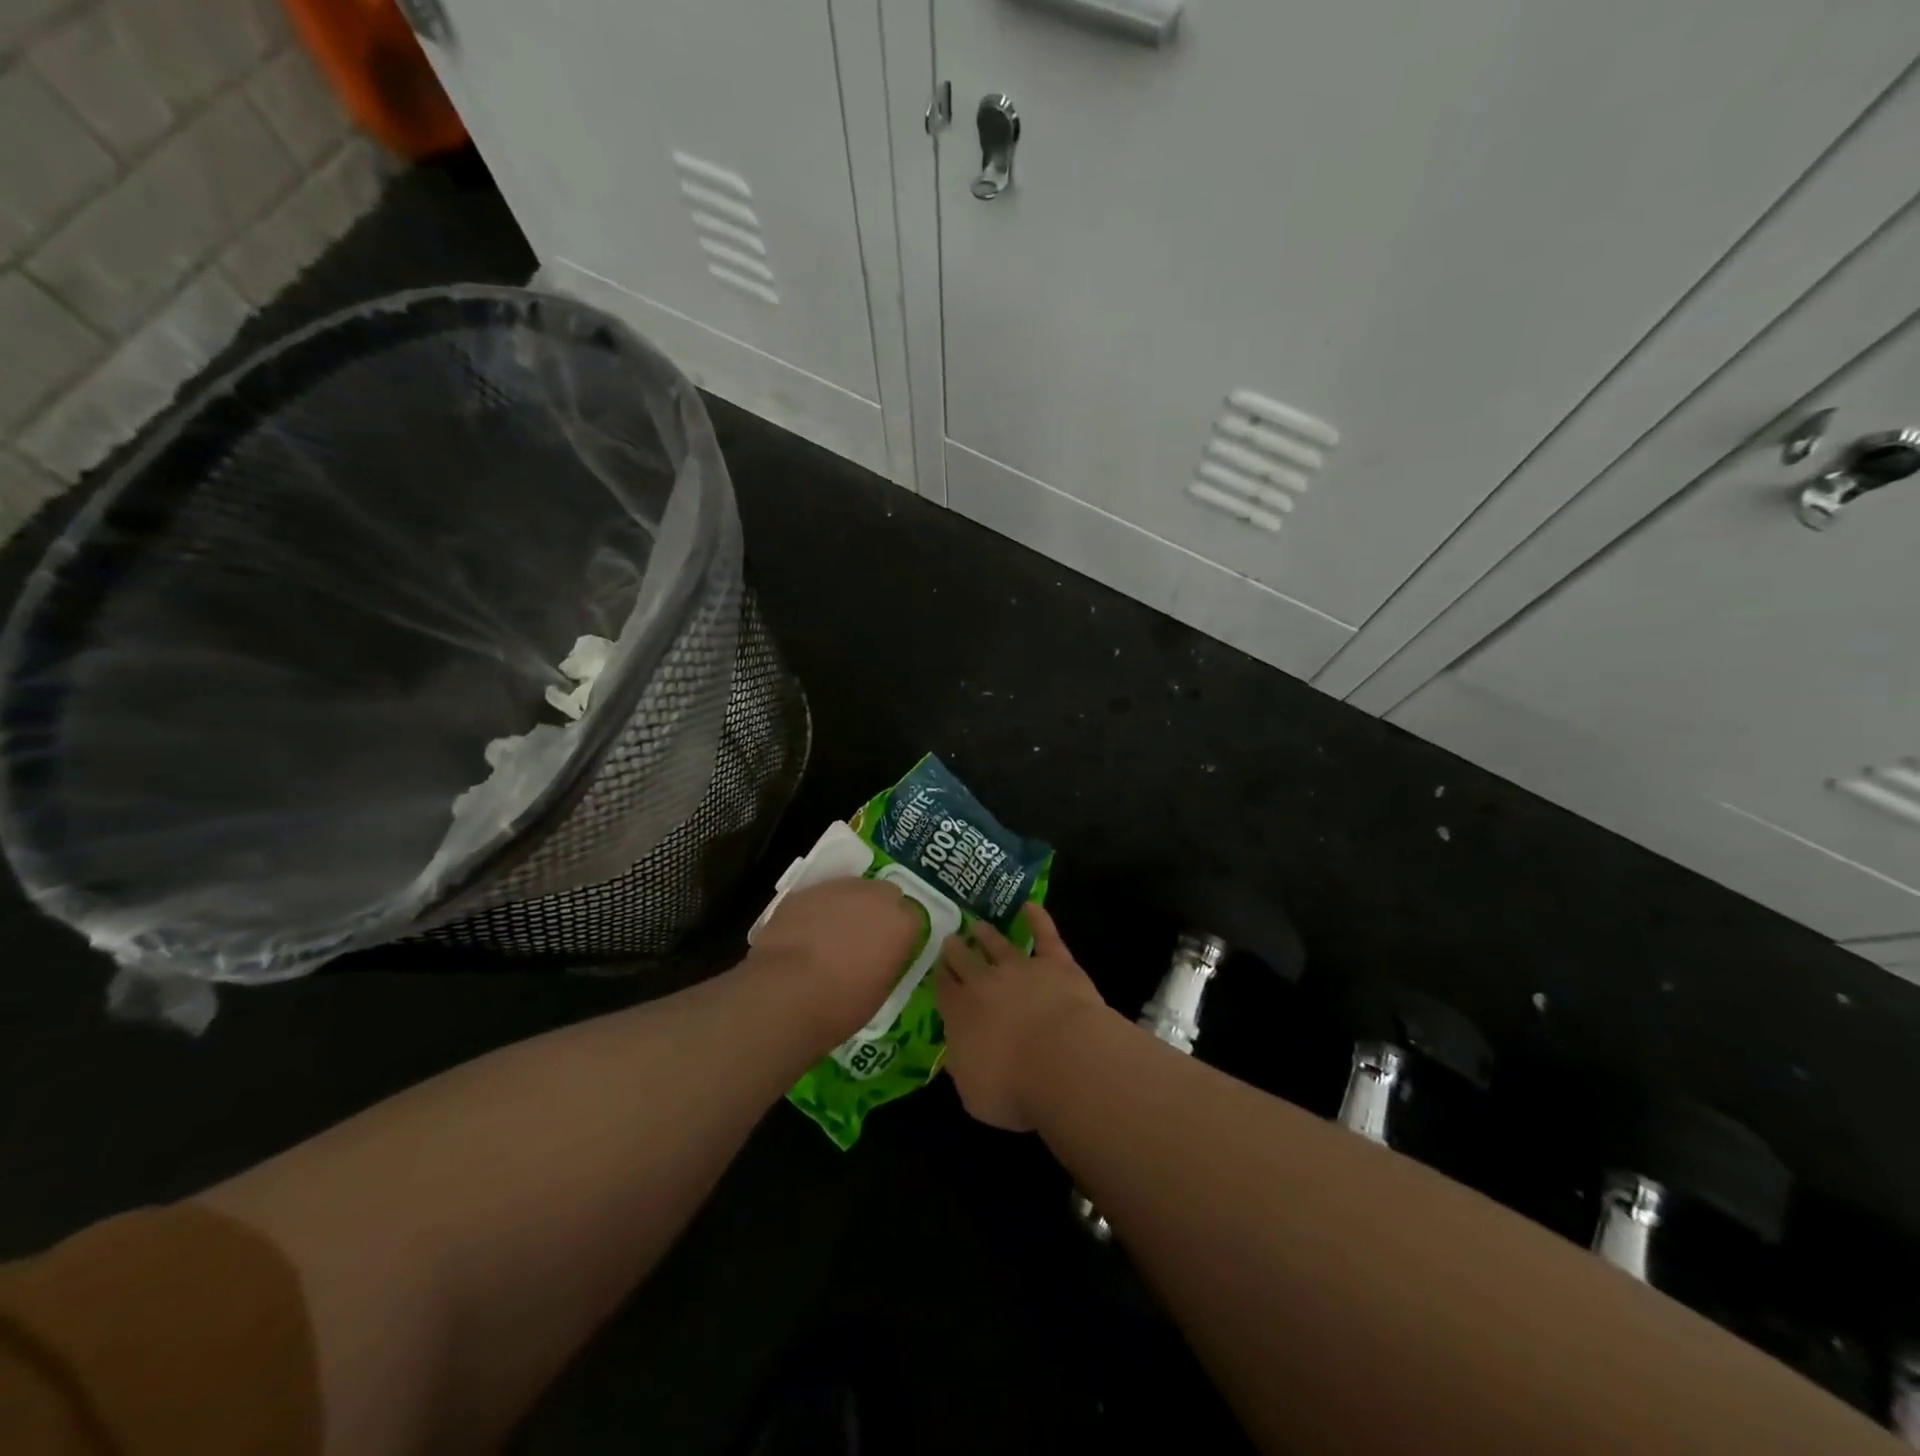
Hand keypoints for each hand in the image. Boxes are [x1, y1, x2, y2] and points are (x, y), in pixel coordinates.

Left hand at [749, 877, 926, 1050]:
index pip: (912, 919)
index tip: (889, 953)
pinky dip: (818, 911)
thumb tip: (881, 958)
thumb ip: (888, 962)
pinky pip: (820, 897)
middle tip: (863, 940)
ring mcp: (838, 888)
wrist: (784, 992)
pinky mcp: (805, 890)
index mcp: (901, 922)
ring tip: (830, 936)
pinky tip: (805, 934)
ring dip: (847, 907)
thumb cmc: (840, 1004)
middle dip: (877, 912)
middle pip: (885, 894)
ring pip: (851, 890)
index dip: (900, 936)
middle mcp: (875, 896)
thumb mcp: (880, 992)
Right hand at [937, 903, 1108, 1131]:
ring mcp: (1021, 968)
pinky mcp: (1056, 963)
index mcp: (961, 1014)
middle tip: (950, 938)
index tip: (937, 967)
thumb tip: (956, 1055)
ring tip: (978, 924)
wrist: (1062, 1059)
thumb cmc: (1013, 1087)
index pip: (945, 990)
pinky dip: (1038, 918)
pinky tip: (1031, 905)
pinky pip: (1045, 935)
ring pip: (999, 945)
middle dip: (957, 950)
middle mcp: (986, 984)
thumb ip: (962, 1067)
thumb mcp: (973, 1093)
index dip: (940, 977)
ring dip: (987, 934)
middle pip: (966, 961)